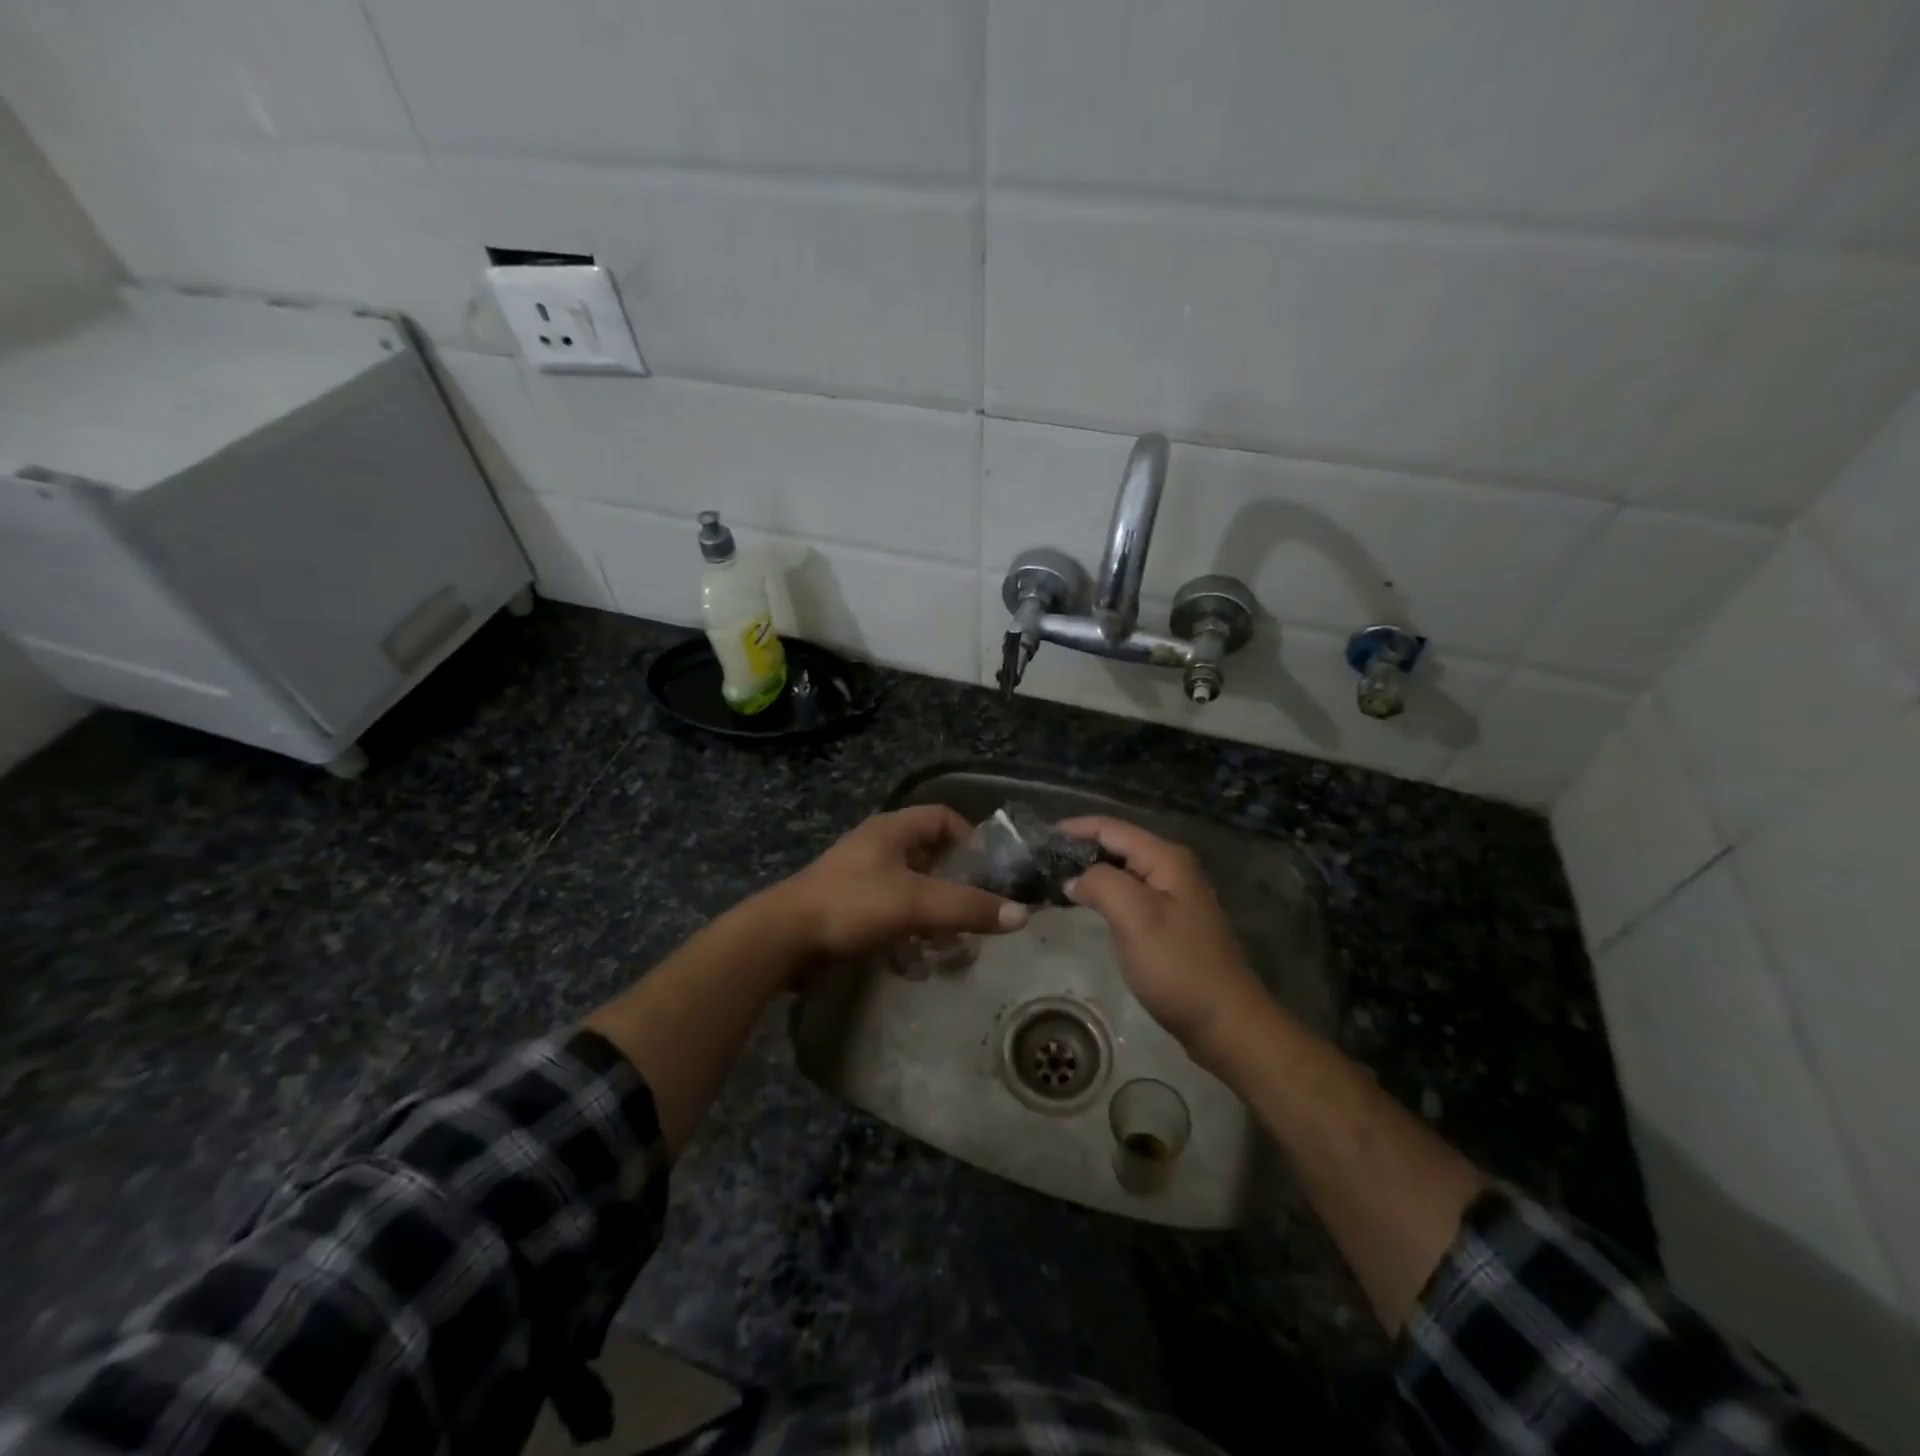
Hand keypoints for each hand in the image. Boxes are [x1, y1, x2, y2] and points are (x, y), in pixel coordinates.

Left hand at [770, 806, 1028, 965]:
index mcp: (892, 830)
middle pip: (929, 857)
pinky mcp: (847, 908)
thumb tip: (1022, 914)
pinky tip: (914, 962)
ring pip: (910, 890)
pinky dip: (906, 934)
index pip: (942, 817)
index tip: (989, 870)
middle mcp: (877, 847)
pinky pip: (889, 915)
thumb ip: (968, 907)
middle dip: (954, 885)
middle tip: (976, 912)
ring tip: (950, 945)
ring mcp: (860, 878)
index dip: (970, 837)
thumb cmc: (852, 905)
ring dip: (932, 916)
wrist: (783, 938)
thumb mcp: (916, 903)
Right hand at [1059, 815, 1269, 1061]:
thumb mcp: (1135, 917)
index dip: (1076, 828)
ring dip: (1092, 872)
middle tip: (1042, 861)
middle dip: (1081, 848)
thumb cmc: (1178, 966)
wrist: (1225, 1023)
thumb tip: (1074, 879)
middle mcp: (1173, 869)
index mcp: (1166, 859)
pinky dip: (1106, 894)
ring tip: (1056, 880)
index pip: (1112, 828)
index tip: (1041, 837)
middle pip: (1119, 845)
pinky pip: (1131, 894)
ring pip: (1124, 871)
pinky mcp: (1172, 923)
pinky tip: (1088, 906)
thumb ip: (1101, 884)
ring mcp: (1175, 897)